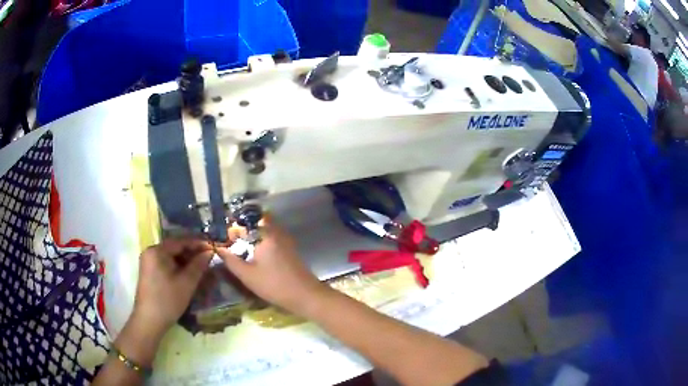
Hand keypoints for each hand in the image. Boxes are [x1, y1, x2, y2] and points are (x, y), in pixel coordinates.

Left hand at [132, 238, 213, 335]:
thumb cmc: (168, 300)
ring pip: (171, 256)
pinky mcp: (149, 271)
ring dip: (186, 260)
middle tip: (209, 257)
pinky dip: (178, 266)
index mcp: (157, 251)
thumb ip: (199, 265)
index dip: (198, 243)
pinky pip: (166, 263)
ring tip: (201, 266)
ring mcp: (148, 261)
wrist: (149, 321)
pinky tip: (189, 273)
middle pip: (174, 247)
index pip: (180, 241)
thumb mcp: (187, 283)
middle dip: (192, 252)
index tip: (213, 247)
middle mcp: (150, 251)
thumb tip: (210, 252)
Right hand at [216, 217, 328, 315]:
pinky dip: (262, 243)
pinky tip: (255, 256)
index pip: (248, 219)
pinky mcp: (290, 250)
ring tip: (240, 248)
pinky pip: (273, 240)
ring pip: (266, 232)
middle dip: (244, 230)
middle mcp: (277, 233)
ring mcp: (286, 241)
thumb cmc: (274, 284)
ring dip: (253, 237)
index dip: (235, 224)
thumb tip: (218, 248)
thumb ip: (231, 260)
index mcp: (266, 234)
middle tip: (231, 241)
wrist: (306, 296)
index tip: (225, 234)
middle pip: (258, 223)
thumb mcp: (247, 275)